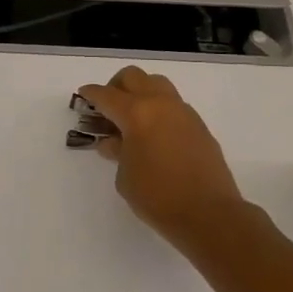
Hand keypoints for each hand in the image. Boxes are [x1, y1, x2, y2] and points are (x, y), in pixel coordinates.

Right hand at [77, 66, 248, 249]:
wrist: (209, 214)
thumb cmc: (157, 197)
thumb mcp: (124, 176)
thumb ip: (117, 151)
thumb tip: (113, 141)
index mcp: (136, 113)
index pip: (106, 95)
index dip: (91, 94)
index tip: (83, 96)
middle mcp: (160, 104)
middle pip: (133, 77)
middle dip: (115, 86)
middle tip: (108, 108)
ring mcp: (183, 112)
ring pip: (157, 84)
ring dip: (140, 93)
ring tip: (133, 119)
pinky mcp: (199, 125)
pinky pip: (173, 105)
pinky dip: (159, 110)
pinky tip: (154, 135)